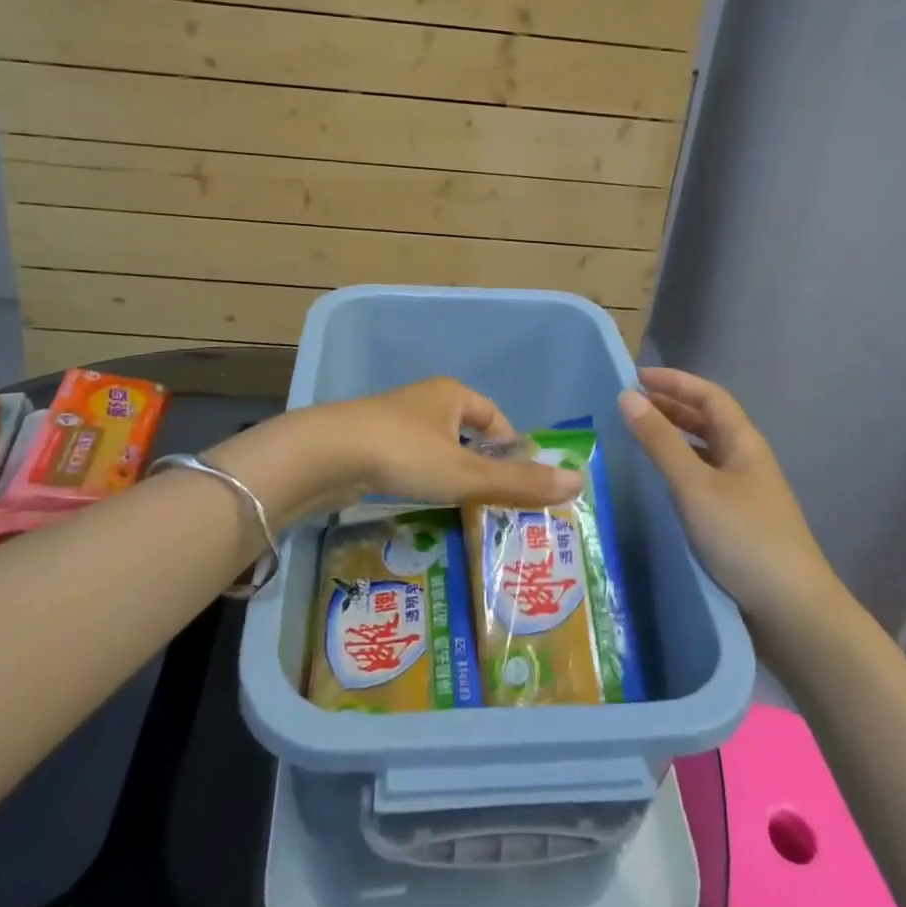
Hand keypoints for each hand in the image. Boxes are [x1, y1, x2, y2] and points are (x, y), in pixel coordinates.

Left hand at [208, 378, 584, 525]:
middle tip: (495, 505)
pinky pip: (410, 461)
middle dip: (482, 467)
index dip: (511, 449)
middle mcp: (426, 400)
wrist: (326, 454)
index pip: (496, 418)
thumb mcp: (466, 473)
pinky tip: (421, 506)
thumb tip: (579, 482)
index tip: (519, 484)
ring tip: (462, 512)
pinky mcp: (371, 443)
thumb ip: (520, 482)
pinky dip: (422, 481)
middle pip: (467, 434)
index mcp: (452, 394)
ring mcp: (395, 421)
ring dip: (451, 477)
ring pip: (437, 450)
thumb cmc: (404, 454)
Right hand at [618, 368, 839, 635]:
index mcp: (744, 442)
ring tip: (635, 439)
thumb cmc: (744, 537)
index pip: (709, 396)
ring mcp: (743, 494)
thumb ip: (660, 441)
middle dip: (669, 408)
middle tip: (628, 407)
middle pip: (707, 422)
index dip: (674, 381)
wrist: (793, 613)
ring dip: (672, 440)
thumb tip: (628, 396)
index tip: (635, 378)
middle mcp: (745, 461)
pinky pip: (701, 481)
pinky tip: (657, 485)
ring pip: (703, 453)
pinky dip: (677, 471)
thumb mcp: (695, 485)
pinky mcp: (736, 524)